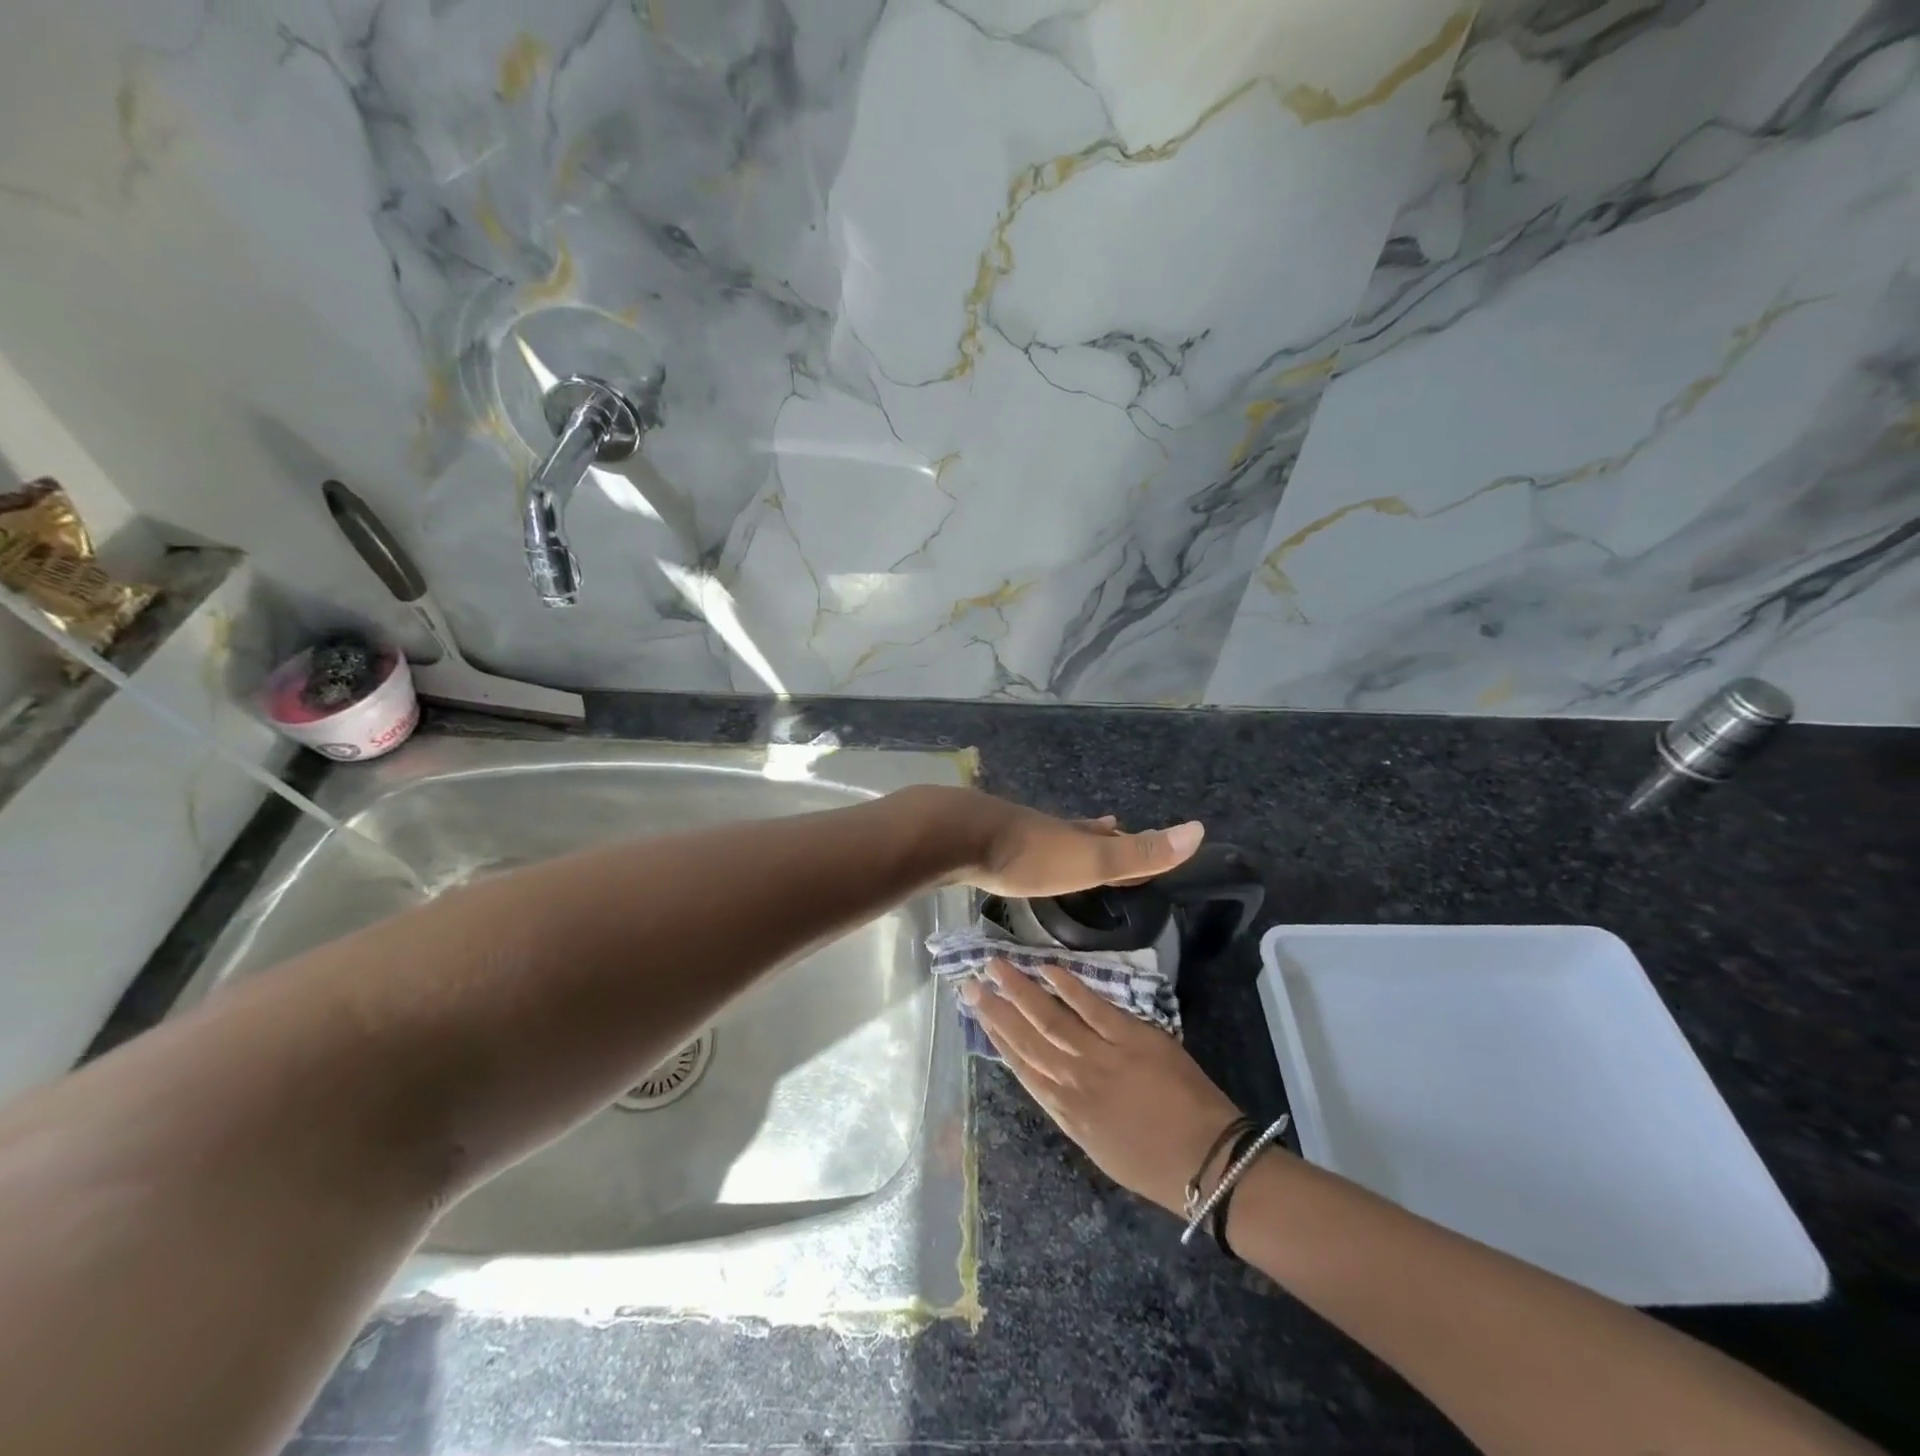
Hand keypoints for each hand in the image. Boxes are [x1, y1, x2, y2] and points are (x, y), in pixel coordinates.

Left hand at [947, 793, 1204, 897]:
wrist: (959, 836)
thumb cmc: (1029, 855)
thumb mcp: (1089, 859)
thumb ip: (1138, 852)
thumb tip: (1199, 829)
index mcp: (1075, 836)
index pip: (1112, 839)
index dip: (1132, 841)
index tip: (1148, 836)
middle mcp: (1048, 829)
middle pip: (1079, 831)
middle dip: (1098, 834)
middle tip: (1112, 827)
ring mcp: (1013, 831)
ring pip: (1046, 835)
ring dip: (1063, 839)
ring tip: (1070, 836)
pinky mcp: (983, 841)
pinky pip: (1015, 845)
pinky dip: (1027, 849)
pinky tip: (1014, 850)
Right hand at [963, 960, 1243, 1213]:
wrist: (1208, 1161)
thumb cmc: (1154, 1163)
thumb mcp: (1097, 1145)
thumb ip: (1069, 1108)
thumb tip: (1047, 1076)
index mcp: (1065, 1112)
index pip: (1020, 1066)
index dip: (995, 1036)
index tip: (975, 1012)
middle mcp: (1073, 1082)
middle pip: (1025, 1039)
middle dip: (994, 1009)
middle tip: (969, 982)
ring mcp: (1101, 1057)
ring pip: (1049, 1019)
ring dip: (1019, 990)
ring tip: (995, 966)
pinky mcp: (1131, 1037)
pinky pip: (1091, 1007)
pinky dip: (1067, 986)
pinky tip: (1046, 968)